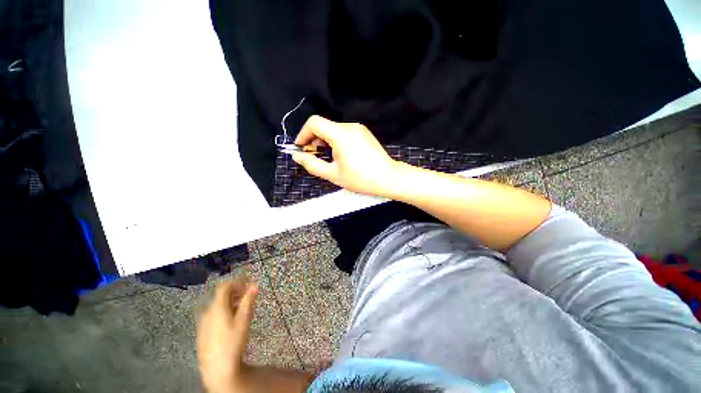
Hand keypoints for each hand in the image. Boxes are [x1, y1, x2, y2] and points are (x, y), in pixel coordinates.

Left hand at [197, 278, 258, 392]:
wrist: (217, 368)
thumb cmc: (233, 341)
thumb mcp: (244, 319)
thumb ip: (249, 300)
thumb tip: (254, 285)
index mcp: (217, 306)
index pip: (225, 286)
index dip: (237, 281)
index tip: (248, 282)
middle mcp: (208, 311)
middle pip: (221, 295)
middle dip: (235, 292)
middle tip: (248, 295)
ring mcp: (203, 322)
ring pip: (218, 305)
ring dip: (230, 302)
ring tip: (242, 308)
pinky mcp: (203, 332)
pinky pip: (214, 315)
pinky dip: (224, 311)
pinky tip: (231, 321)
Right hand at [292, 116, 400, 197]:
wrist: (388, 178)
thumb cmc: (360, 178)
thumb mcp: (333, 174)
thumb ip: (312, 164)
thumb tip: (297, 156)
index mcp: (340, 134)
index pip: (314, 123)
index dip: (303, 134)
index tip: (301, 148)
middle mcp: (349, 126)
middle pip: (324, 126)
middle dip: (314, 140)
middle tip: (313, 157)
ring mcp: (359, 128)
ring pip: (334, 130)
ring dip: (325, 142)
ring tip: (328, 159)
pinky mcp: (364, 133)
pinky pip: (344, 133)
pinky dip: (336, 141)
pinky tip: (340, 156)